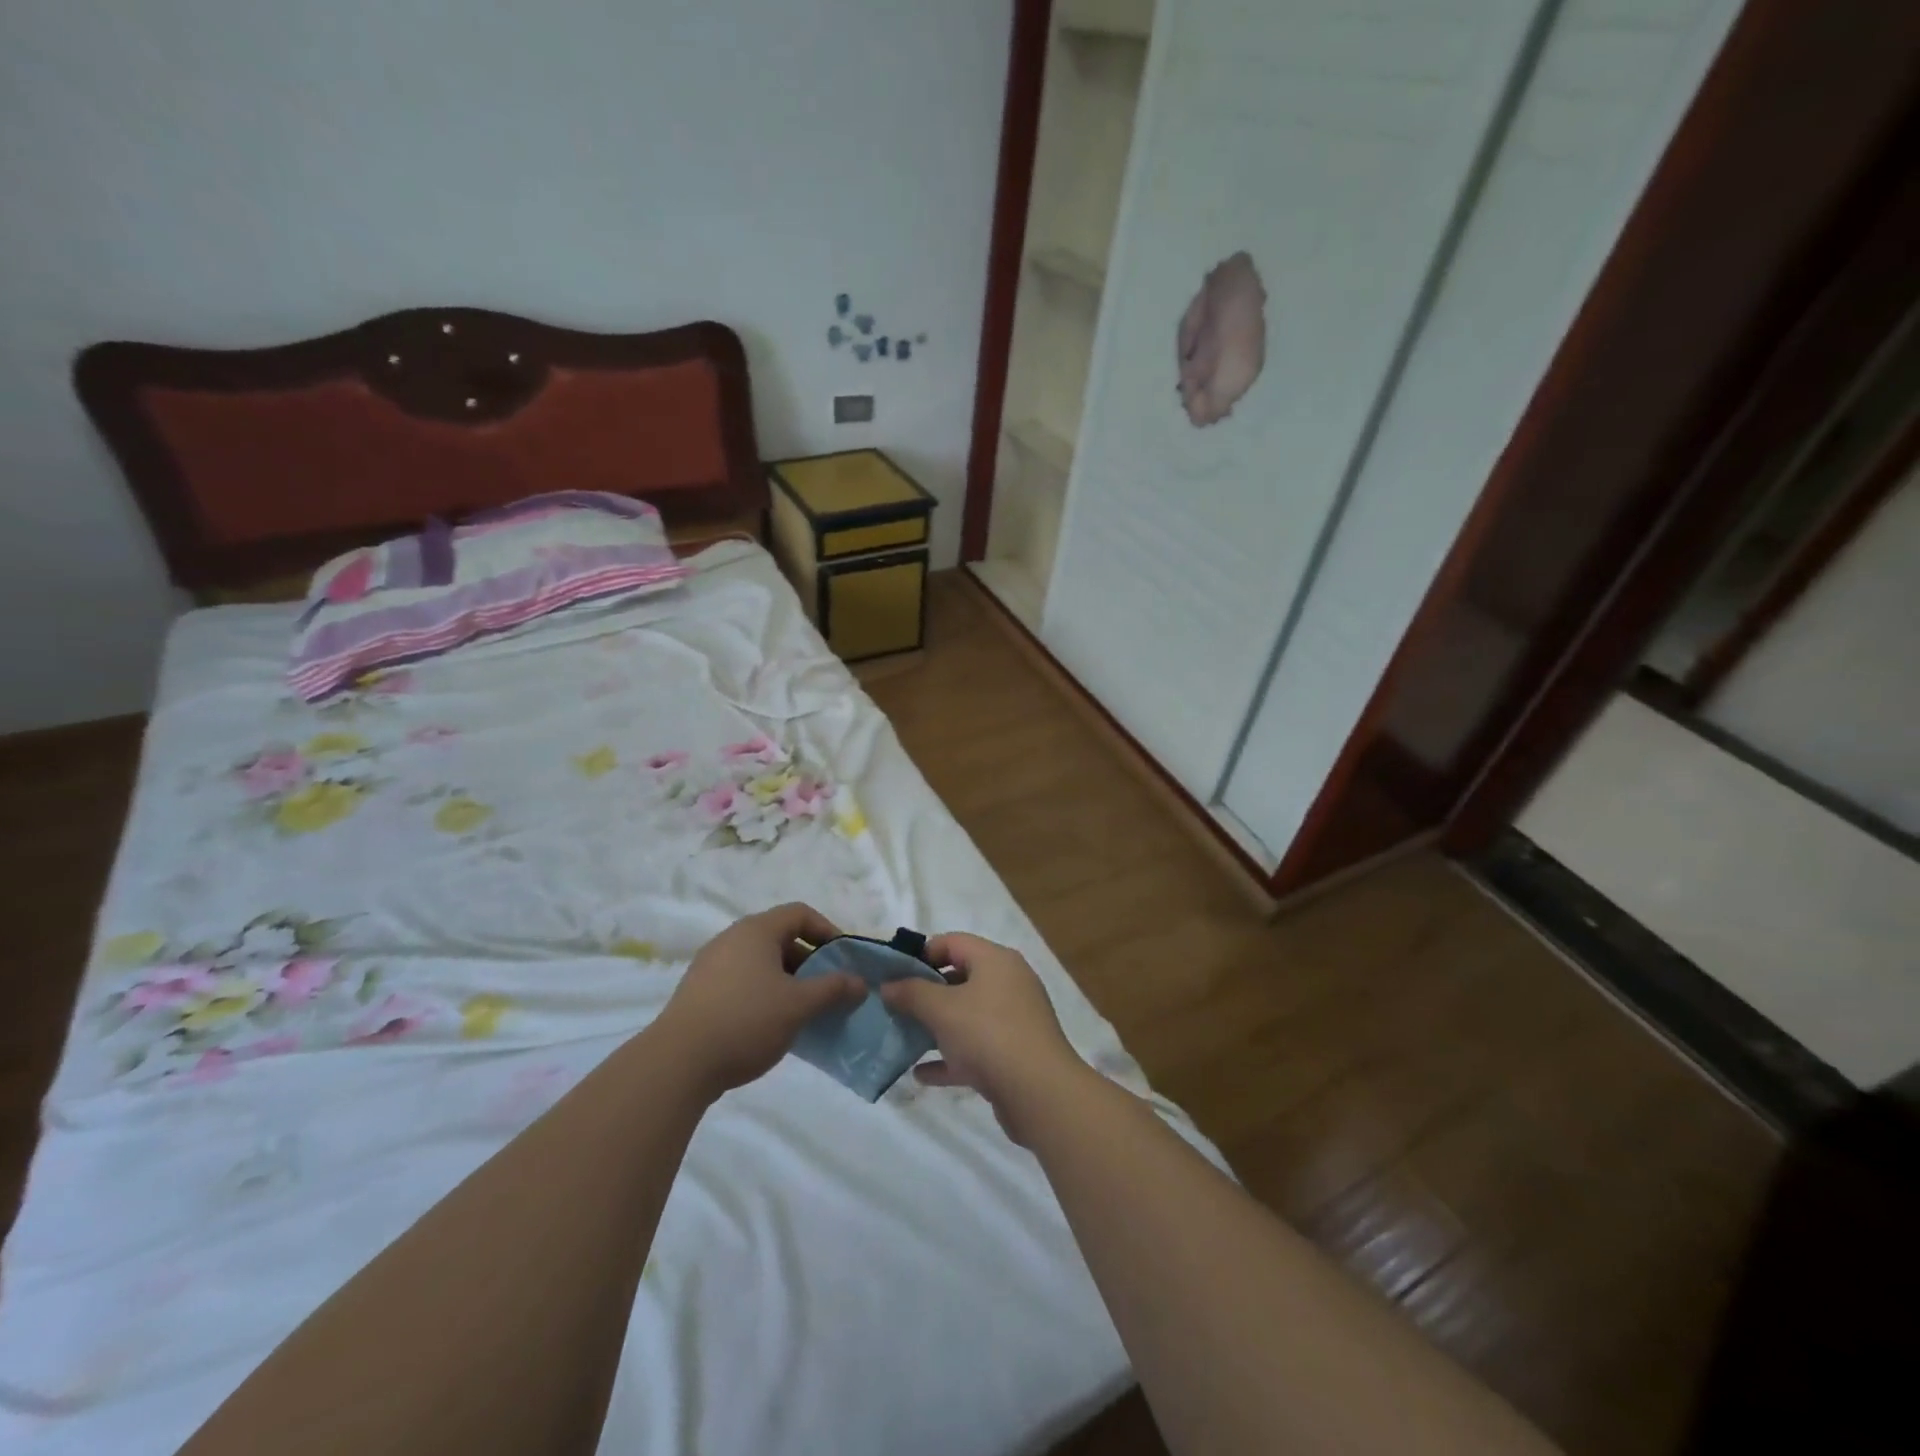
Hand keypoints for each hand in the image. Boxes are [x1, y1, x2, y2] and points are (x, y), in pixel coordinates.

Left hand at [656, 904, 865, 1096]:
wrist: (677, 1064)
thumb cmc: (746, 1020)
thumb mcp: (799, 1005)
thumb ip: (833, 989)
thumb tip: (861, 983)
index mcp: (756, 930)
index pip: (800, 913)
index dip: (827, 930)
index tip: (843, 959)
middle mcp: (731, 939)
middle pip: (780, 938)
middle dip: (810, 961)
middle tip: (828, 989)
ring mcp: (711, 965)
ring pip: (761, 963)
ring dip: (788, 981)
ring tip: (803, 1011)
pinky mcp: (698, 993)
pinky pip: (742, 982)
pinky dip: (764, 994)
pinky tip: (771, 1025)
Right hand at [879, 933, 1084, 1142]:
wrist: (1039, 1093)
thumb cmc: (988, 1035)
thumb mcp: (941, 1009)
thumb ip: (911, 993)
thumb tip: (888, 985)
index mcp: (996, 961)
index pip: (953, 942)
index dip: (921, 954)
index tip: (894, 975)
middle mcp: (1008, 983)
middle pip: (960, 978)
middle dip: (926, 994)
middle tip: (895, 1008)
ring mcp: (1014, 1020)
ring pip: (967, 1015)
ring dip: (936, 1027)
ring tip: (904, 1038)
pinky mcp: (1014, 1054)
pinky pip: (976, 1048)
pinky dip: (951, 1057)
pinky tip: (922, 1074)